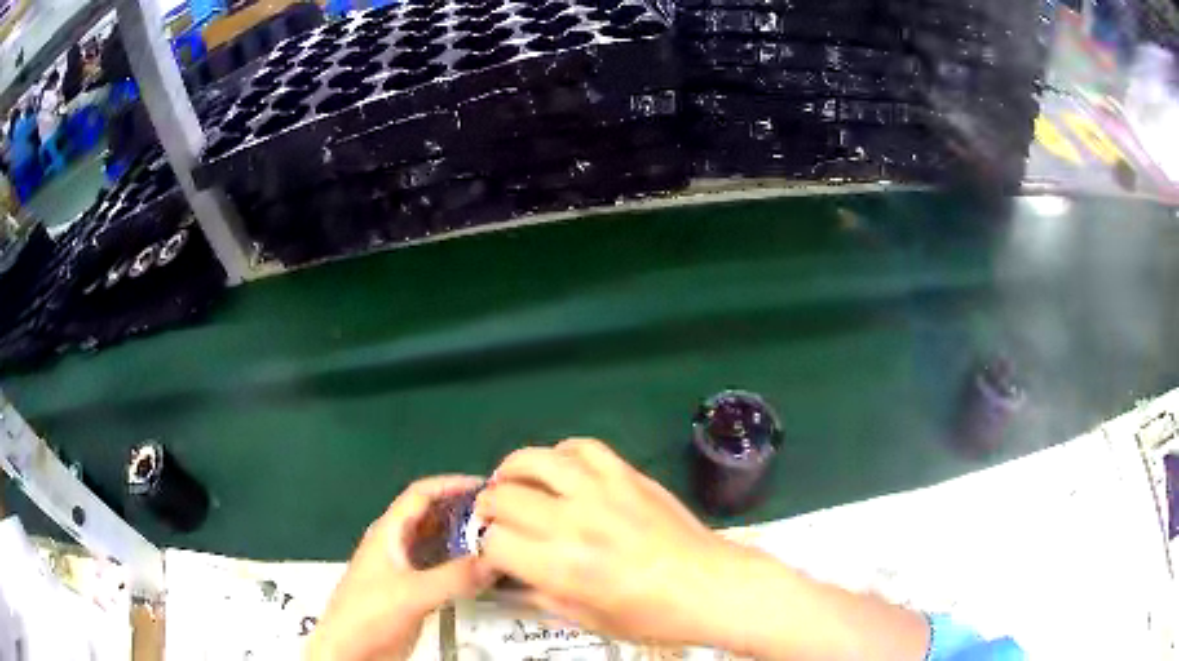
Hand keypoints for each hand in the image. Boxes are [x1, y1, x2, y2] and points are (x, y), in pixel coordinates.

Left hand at [308, 476, 494, 660]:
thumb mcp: (412, 593)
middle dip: (463, 512)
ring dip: (465, 540)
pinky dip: (463, 566)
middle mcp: (398, 545)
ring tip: (500, 542)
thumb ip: (454, 577)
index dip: (451, 484)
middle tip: (501, 517)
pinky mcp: (414, 591)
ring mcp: (406, 569)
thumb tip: (497, 560)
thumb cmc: (370, 612)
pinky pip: (443, 569)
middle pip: (432, 517)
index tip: (486, 487)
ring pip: (439, 544)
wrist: (352, 649)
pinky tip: (485, 573)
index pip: (421, 494)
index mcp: (389, 532)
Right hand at [474, 438, 737, 646]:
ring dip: (513, 469)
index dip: (486, 547)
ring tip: (511, 481)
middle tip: (492, 515)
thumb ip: (543, 596)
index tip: (494, 551)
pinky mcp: (628, 475)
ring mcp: (602, 492)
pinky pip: (583, 447)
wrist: (710, 586)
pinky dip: (562, 453)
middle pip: (504, 497)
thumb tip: (514, 577)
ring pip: (536, 460)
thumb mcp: (590, 621)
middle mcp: (573, 523)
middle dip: (488, 506)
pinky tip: (560, 469)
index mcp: (561, 568)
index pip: (494, 542)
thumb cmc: (653, 616)